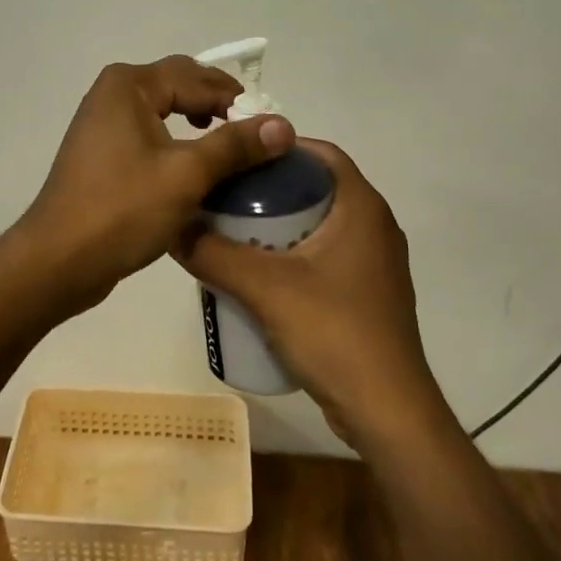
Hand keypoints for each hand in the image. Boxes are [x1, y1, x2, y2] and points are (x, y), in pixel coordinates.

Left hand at [17, 56, 294, 314]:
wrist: (58, 260)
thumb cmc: (122, 210)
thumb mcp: (187, 175)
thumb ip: (235, 145)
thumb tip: (284, 125)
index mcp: (129, 84)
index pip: (197, 77)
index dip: (237, 100)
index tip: (270, 128)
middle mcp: (113, 92)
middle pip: (179, 84)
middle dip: (218, 104)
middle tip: (254, 133)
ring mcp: (103, 121)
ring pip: (164, 108)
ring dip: (198, 121)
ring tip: (229, 145)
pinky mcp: (101, 150)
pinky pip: (149, 131)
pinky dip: (176, 140)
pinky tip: (194, 165)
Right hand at [174, 139, 437, 443]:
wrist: (388, 413)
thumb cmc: (334, 333)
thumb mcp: (263, 288)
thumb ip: (213, 254)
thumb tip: (171, 227)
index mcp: (362, 207)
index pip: (320, 153)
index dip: (278, 147)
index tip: (237, 157)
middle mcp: (376, 226)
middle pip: (317, 187)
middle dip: (272, 188)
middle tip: (227, 196)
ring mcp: (376, 263)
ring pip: (322, 223)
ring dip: (282, 222)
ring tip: (235, 233)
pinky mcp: (370, 293)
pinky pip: (327, 255)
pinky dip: (296, 252)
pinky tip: (262, 275)